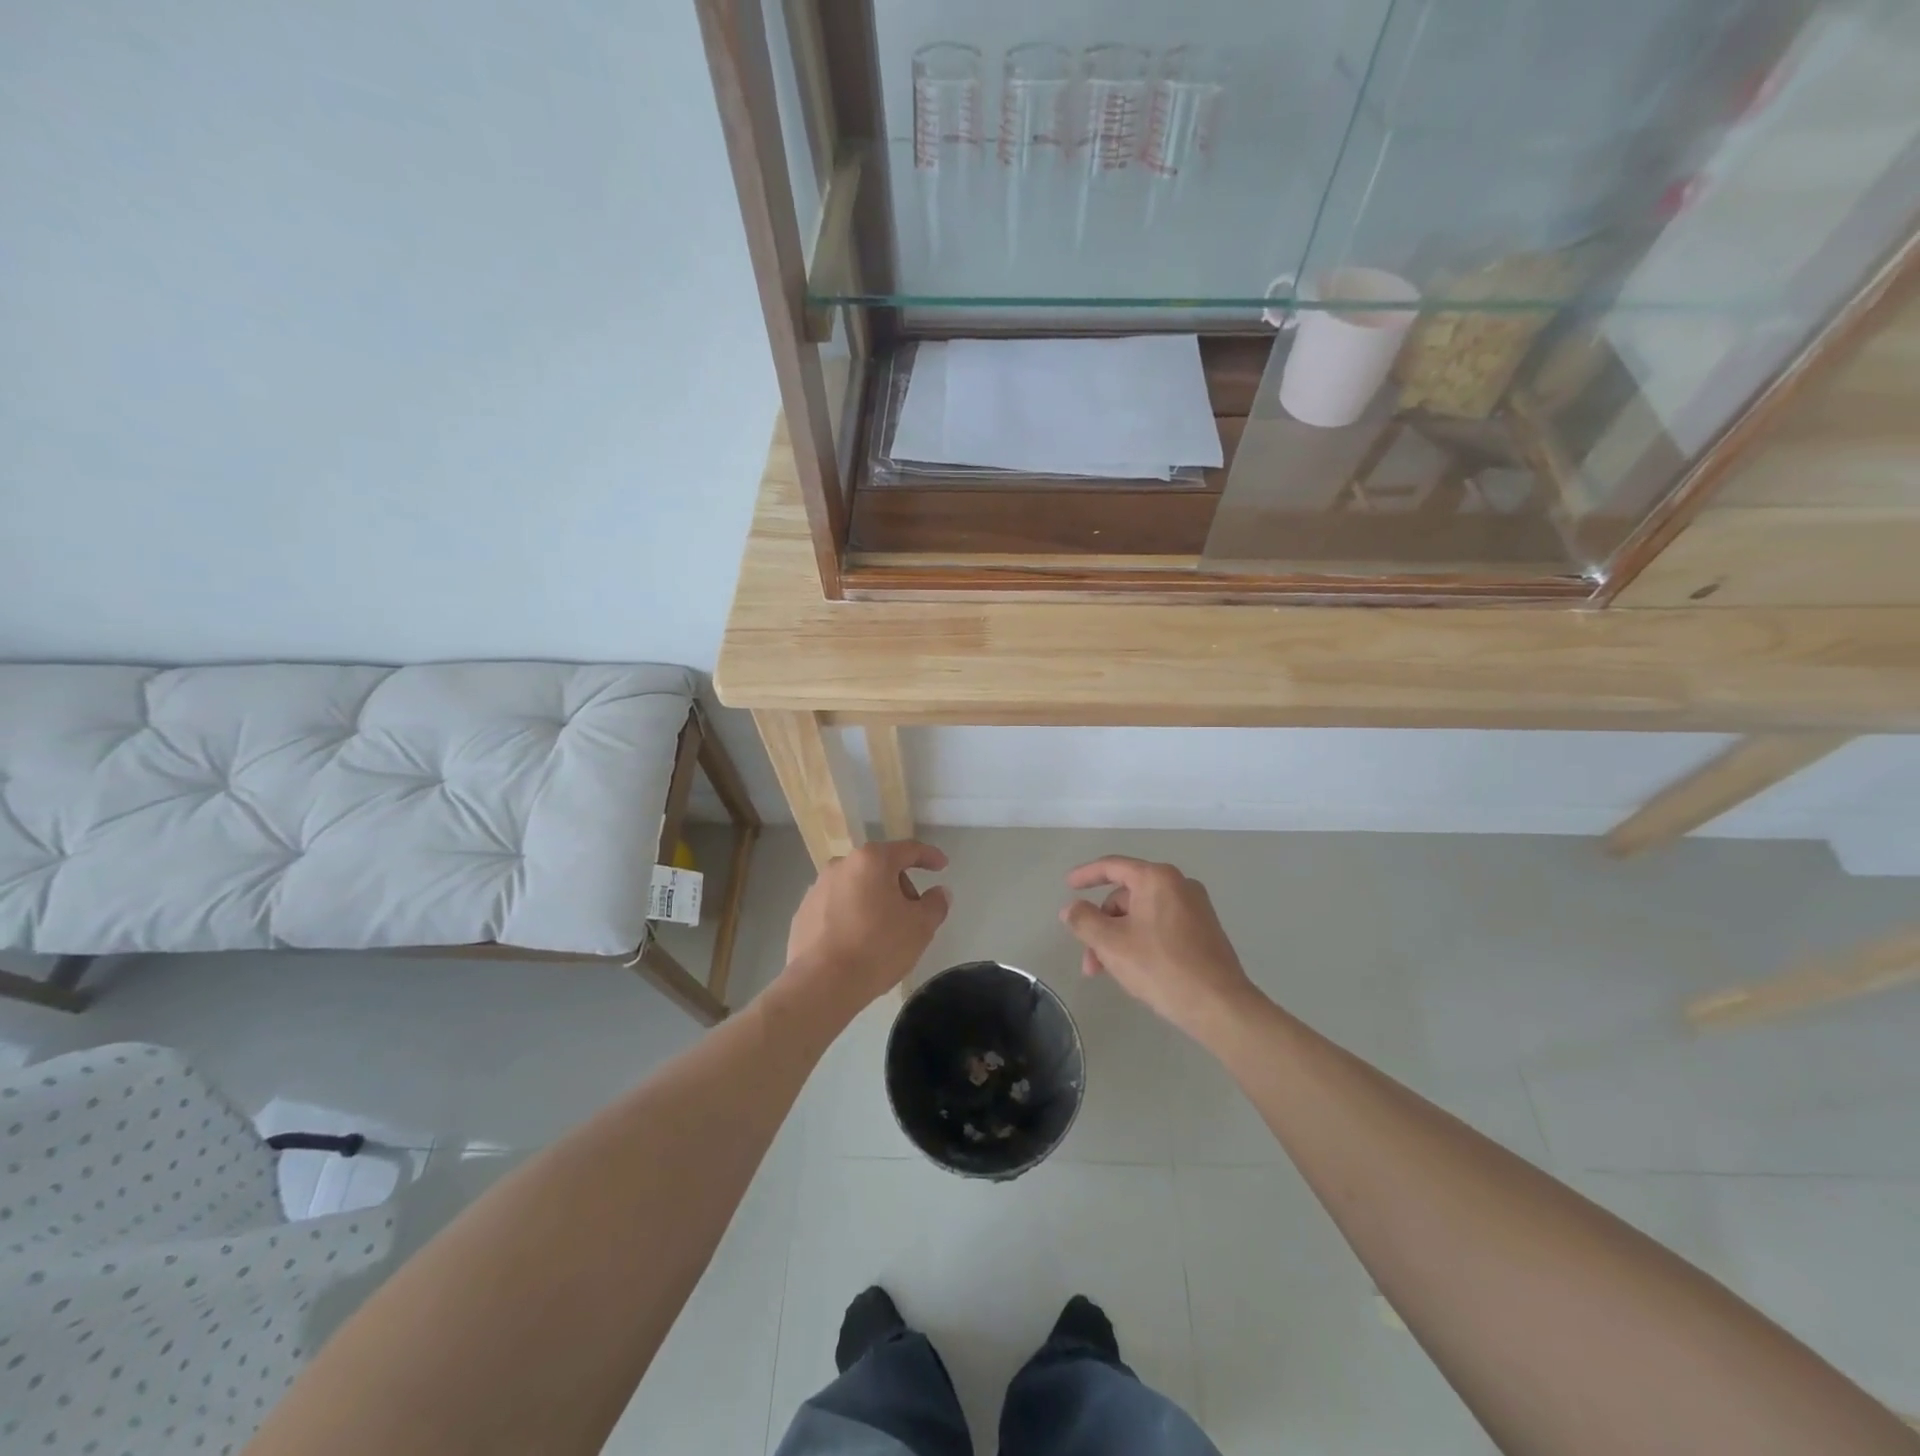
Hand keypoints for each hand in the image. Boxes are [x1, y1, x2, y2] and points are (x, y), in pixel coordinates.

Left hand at [780, 841, 950, 1019]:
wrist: (821, 984)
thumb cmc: (877, 947)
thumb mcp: (920, 927)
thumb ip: (935, 904)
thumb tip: (939, 892)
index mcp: (872, 860)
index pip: (908, 849)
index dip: (929, 856)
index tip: (942, 866)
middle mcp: (841, 865)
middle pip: (880, 868)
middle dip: (900, 885)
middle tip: (912, 914)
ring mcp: (817, 888)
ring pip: (857, 887)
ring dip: (874, 901)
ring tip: (884, 933)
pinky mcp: (803, 912)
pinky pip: (837, 907)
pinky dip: (851, 916)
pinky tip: (857, 943)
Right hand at [1060, 857, 1259, 1040]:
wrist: (1220, 1006)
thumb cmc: (1161, 967)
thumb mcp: (1111, 944)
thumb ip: (1084, 920)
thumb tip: (1071, 908)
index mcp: (1157, 879)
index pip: (1112, 866)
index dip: (1086, 875)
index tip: (1067, 885)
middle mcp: (1179, 885)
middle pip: (1126, 896)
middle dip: (1102, 925)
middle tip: (1089, 960)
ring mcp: (1195, 909)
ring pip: (1142, 916)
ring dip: (1118, 939)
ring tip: (1107, 973)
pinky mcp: (1204, 932)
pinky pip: (1160, 927)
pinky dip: (1140, 942)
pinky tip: (1133, 970)